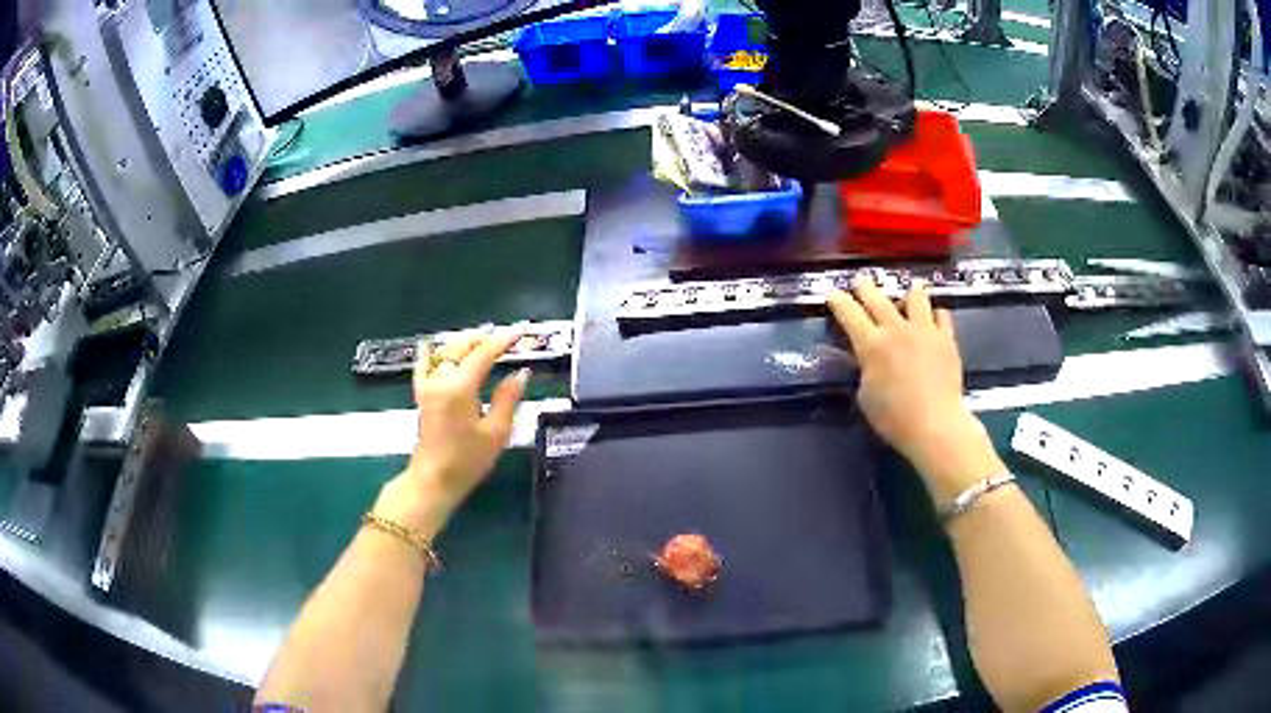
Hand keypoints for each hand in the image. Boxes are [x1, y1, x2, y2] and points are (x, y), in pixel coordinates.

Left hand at [375, 330, 529, 536]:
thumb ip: (508, 399)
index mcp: (460, 386)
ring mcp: (427, 384)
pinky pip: (425, 363)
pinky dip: (436, 351)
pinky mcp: (421, 393)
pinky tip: (441, 348)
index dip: (504, 340)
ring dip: (464, 342)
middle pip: (462, 345)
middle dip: (484, 337)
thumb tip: (521, 373)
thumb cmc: (467, 460)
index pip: (484, 352)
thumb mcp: (496, 432)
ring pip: (444, 350)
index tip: (521, 331)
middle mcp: (440, 378)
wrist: (433, 480)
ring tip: (483, 342)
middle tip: (506, 338)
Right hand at [827, 278, 1003, 506]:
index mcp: (871, 344)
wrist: (936, 424)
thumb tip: (868, 360)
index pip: (849, 313)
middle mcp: (897, 329)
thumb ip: (865, 371)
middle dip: (865, 287)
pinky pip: (942, 315)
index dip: (838, 301)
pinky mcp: (947, 339)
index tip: (831, 293)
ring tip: (908, 292)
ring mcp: (924, 331)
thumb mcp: (866, 396)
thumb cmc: (894, 418)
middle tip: (860, 281)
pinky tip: (934, 319)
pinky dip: (935, 315)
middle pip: (877, 297)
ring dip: (908, 292)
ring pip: (916, 296)